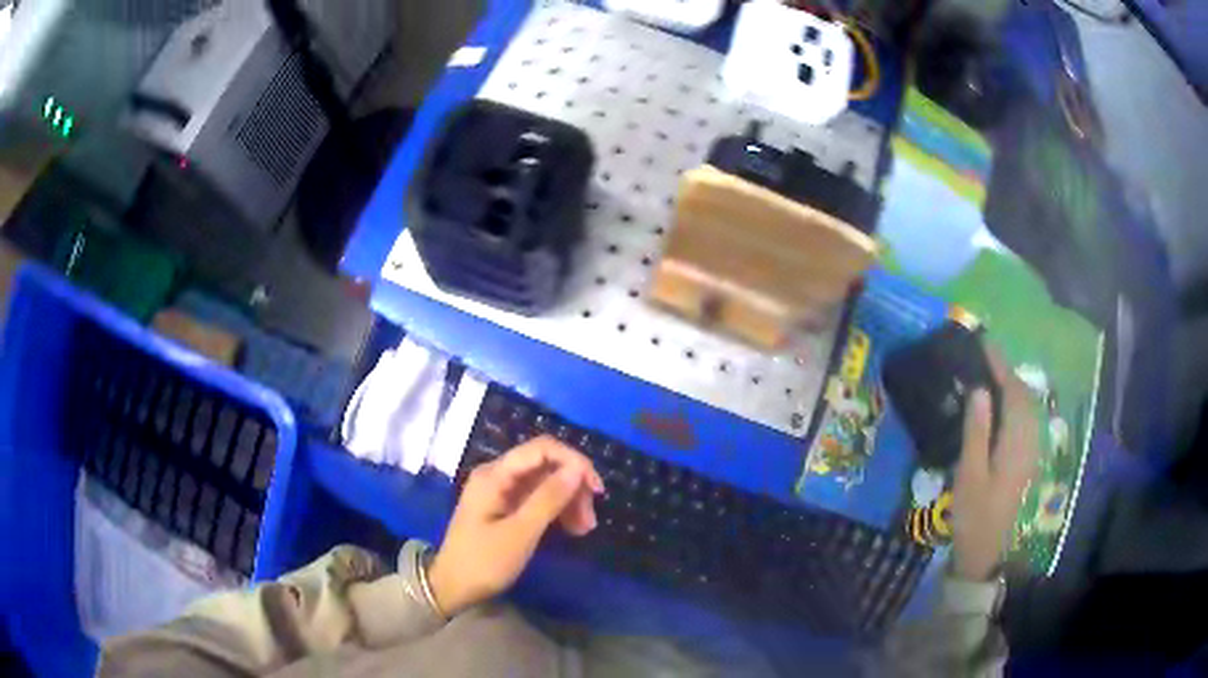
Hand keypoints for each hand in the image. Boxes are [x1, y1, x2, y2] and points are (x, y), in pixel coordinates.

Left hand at [428, 436, 603, 615]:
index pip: (542, 448)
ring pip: (545, 483)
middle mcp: (498, 476)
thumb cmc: (484, 562)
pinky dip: (557, 511)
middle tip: (591, 519)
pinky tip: (572, 529)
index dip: (574, 461)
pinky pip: (537, 499)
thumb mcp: (520, 533)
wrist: (452, 588)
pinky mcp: (505, 508)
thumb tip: (577, 470)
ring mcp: (501, 492)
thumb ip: (548, 499)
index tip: (596, 490)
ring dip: (569, 501)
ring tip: (584, 529)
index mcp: (495, 475)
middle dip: (573, 487)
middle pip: (546, 465)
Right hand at [952, 350, 1040, 580]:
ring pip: (1027, 407)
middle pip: (1024, 395)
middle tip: (983, 355)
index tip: (983, 342)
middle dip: (1006, 371)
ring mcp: (1031, 451)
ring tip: (989, 373)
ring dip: (1011, 385)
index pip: (1013, 392)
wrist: (986, 554)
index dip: (1000, 365)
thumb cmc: (974, 516)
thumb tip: (979, 389)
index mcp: (1017, 442)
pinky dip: (1014, 403)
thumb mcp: (969, 475)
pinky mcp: (1027, 460)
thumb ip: (976, 431)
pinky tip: (1000, 405)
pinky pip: (1025, 420)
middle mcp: (1030, 441)